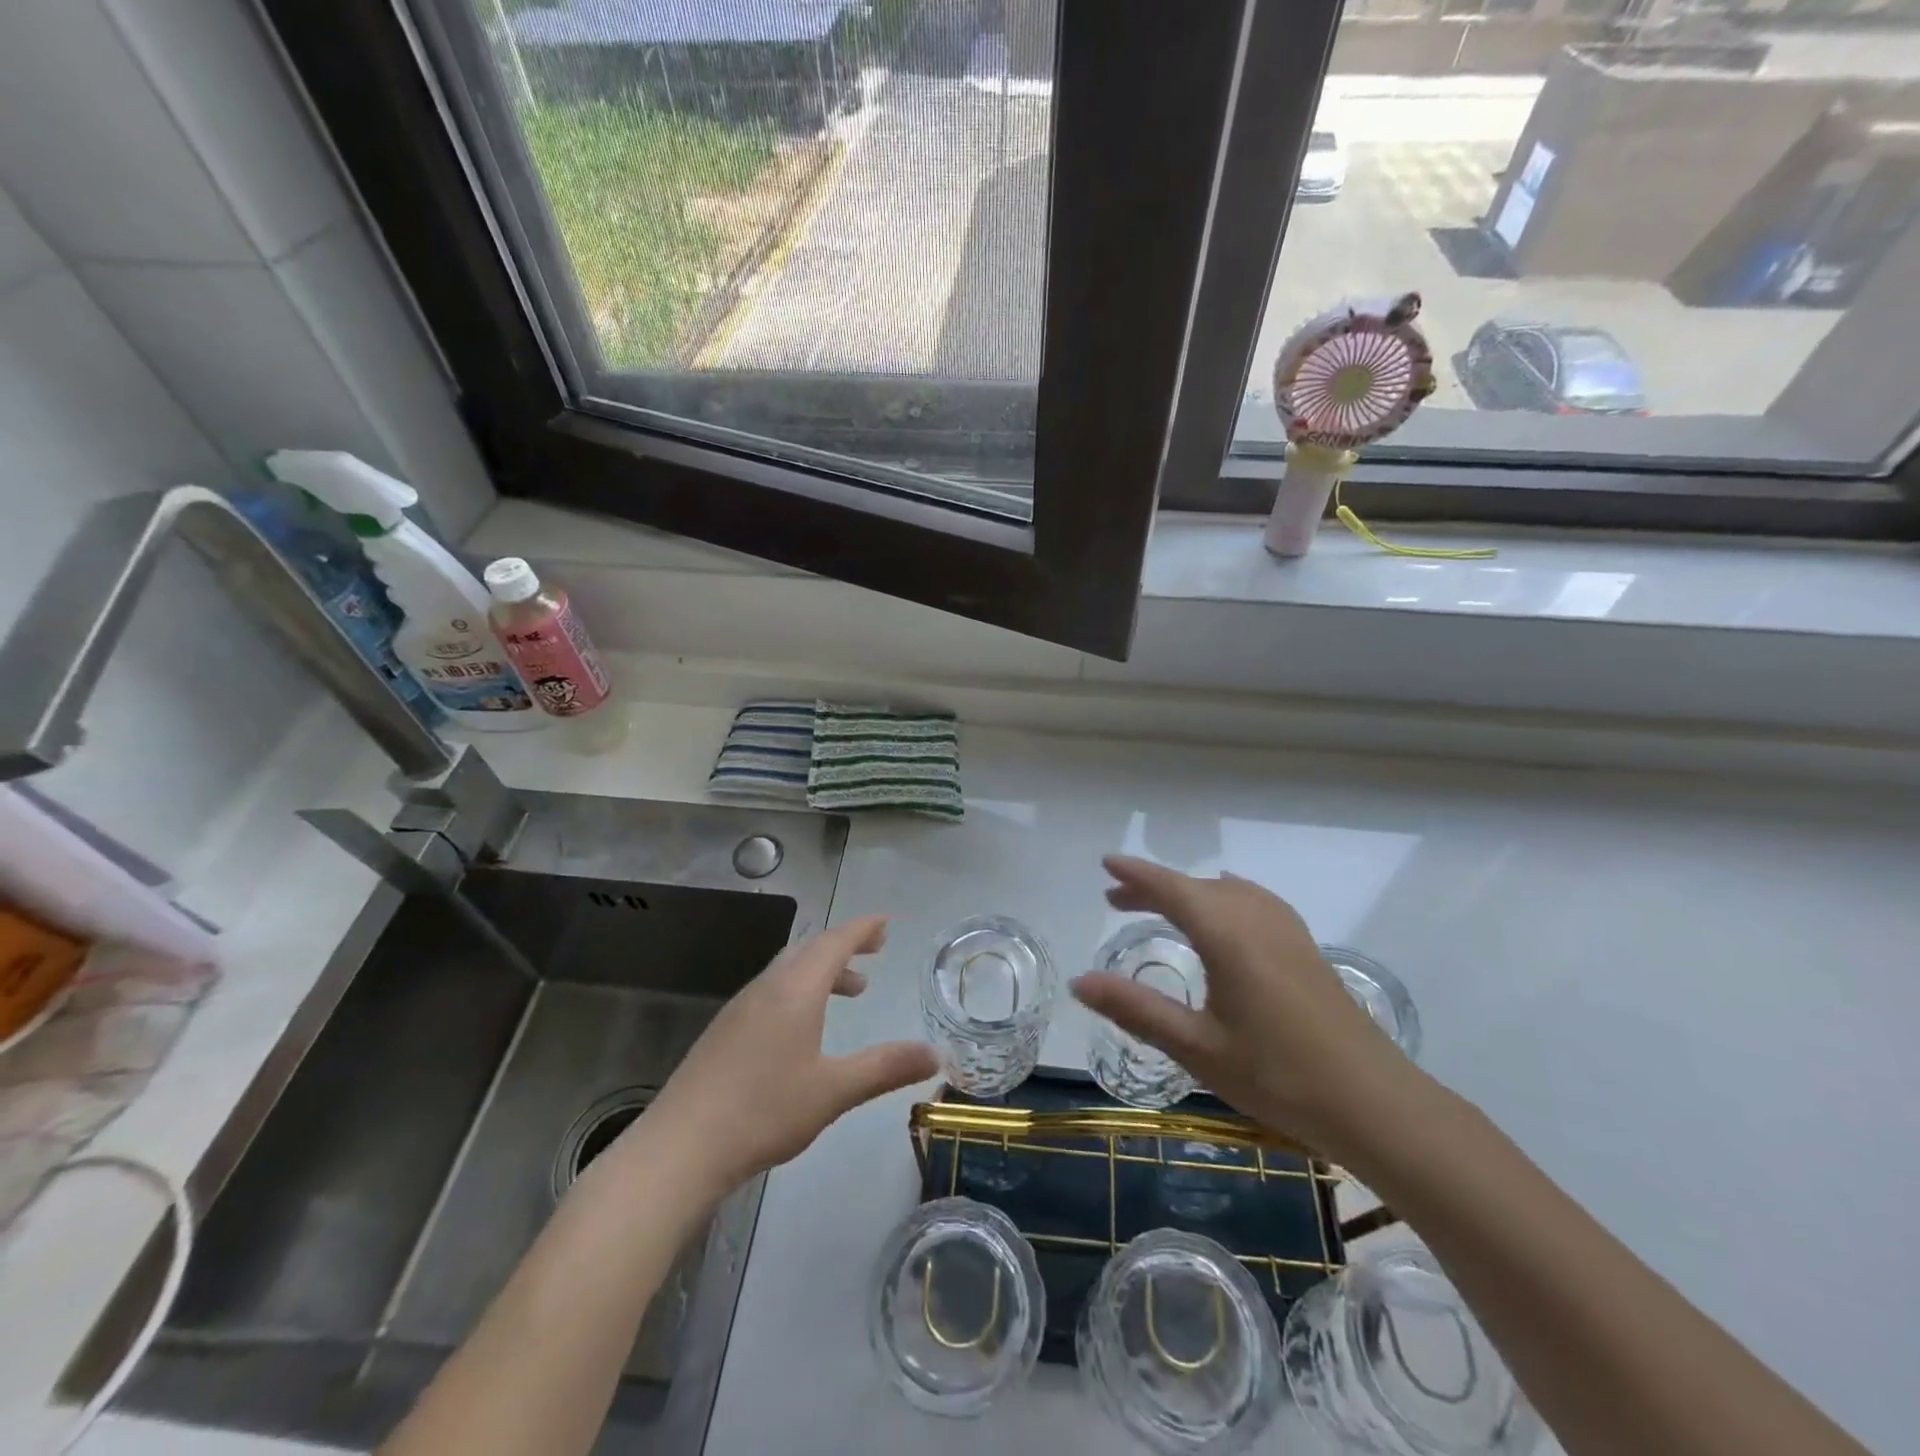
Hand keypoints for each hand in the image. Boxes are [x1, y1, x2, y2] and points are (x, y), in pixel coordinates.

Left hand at [635, 916, 938, 1197]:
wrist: (680, 1147)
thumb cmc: (764, 1111)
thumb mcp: (834, 1091)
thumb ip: (885, 1067)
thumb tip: (934, 1054)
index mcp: (795, 990)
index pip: (835, 942)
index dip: (862, 929)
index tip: (885, 922)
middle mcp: (767, 987)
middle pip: (810, 949)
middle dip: (844, 946)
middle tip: (874, 952)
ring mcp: (740, 1008)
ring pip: (788, 970)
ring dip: (822, 970)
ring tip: (850, 992)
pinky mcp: (724, 1031)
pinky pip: (771, 990)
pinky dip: (799, 990)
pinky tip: (803, 1027)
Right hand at [1071, 856, 1430, 1163]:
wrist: (1375, 1104)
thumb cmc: (1278, 1076)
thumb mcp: (1196, 1047)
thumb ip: (1135, 1009)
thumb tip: (1078, 982)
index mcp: (1227, 935)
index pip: (1171, 889)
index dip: (1136, 874)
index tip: (1106, 862)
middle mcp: (1256, 919)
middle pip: (1197, 886)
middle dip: (1155, 886)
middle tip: (1115, 900)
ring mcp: (1287, 931)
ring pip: (1227, 892)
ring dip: (1189, 892)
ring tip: (1161, 908)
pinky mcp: (1305, 948)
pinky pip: (1253, 902)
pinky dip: (1222, 898)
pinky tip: (1225, 919)